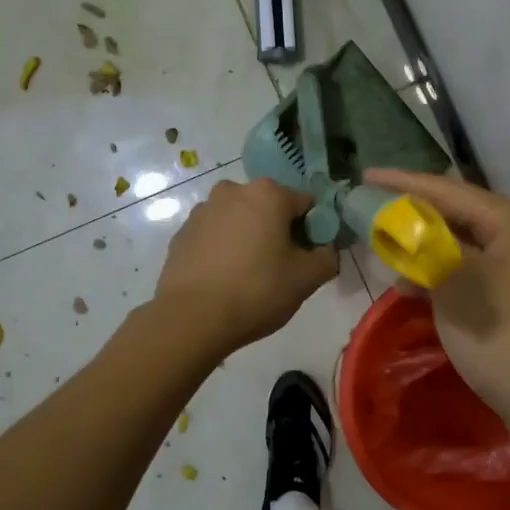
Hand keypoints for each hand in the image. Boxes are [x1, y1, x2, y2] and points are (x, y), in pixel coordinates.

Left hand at [155, 178, 337, 352]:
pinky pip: (214, 236)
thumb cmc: (257, 291)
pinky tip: (224, 279)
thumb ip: (327, 257)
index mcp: (268, 194)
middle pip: (269, 208)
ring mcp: (202, 211)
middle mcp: (232, 191)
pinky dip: (223, 250)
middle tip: (280, 269)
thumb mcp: (307, 279)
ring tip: (249, 276)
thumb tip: (325, 250)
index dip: (313, 230)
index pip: (306, 204)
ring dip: (249, 238)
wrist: (192, 318)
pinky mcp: (182, 234)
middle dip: (278, 231)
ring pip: (239, 220)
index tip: (308, 258)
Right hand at [366, 169, 509, 461]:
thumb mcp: (456, 286)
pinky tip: (412, 284)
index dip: (402, 183)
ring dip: (423, 245)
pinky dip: (440, 272)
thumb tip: (400, 235)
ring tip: (383, 247)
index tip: (363, 177)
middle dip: (412, 212)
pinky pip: (470, 270)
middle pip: (456, 212)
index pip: (447, 190)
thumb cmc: (506, 338)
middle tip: (369, 211)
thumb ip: (425, 249)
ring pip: (462, 243)